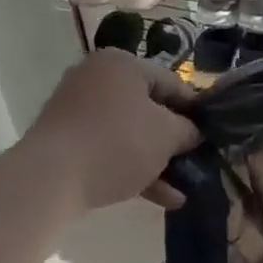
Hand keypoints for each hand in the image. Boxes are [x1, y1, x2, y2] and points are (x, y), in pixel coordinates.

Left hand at [24, 51, 201, 211]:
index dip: (196, 111)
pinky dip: (134, 169)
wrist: (51, 178)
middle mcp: (96, 79)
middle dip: (174, 141)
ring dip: (158, 161)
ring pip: (130, 134)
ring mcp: (77, 110)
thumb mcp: (167, 135)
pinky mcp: (67, 141)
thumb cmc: (118, 143)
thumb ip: (189, 130)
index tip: (211, 136)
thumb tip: (194, 133)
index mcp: (121, 64)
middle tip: (195, 161)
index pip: (172, 83)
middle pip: (149, 109)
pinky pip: (110, 150)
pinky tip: (163, 198)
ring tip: (182, 188)